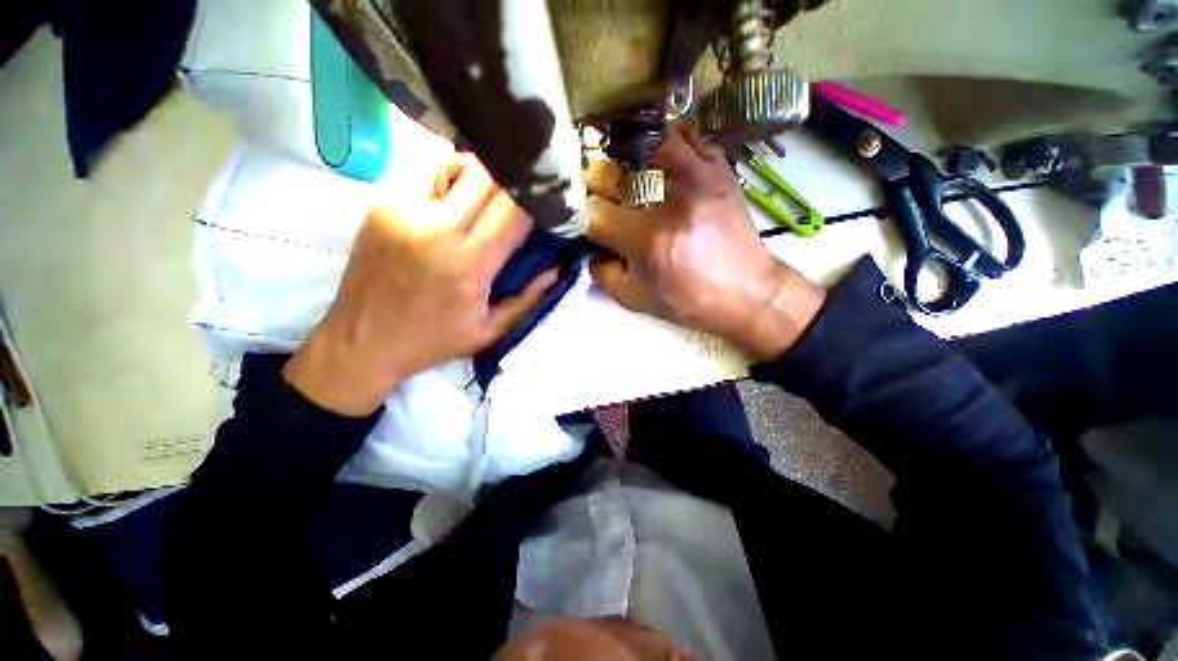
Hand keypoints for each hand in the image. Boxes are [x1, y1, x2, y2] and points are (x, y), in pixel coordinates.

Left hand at [284, 154, 556, 415]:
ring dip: (480, 175)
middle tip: (522, 193)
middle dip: (512, 179)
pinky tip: (453, 202)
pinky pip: (425, 175)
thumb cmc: (433, 340)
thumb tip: (558, 267)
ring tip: (488, 196)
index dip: (537, 197)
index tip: (549, 200)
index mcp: (470, 264)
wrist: (361, 342)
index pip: (514, 208)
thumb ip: (529, 298)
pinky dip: (449, 181)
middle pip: (487, 175)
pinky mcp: (379, 204)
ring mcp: (403, 210)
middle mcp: (437, 229)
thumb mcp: (491, 330)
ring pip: (454, 164)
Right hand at [587, 122, 825, 359]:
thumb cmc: (689, 300)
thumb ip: (603, 274)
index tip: (584, 219)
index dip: (582, 216)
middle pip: (616, 169)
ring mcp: (697, 178)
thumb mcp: (635, 299)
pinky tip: (659, 153)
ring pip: (650, 139)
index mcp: (646, 239)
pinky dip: (669, 139)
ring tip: (624, 163)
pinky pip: (689, 137)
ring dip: (629, 149)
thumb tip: (591, 248)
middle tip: (596, 187)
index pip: (595, 213)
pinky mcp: (718, 171)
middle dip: (598, 178)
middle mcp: (669, 201)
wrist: (747, 292)